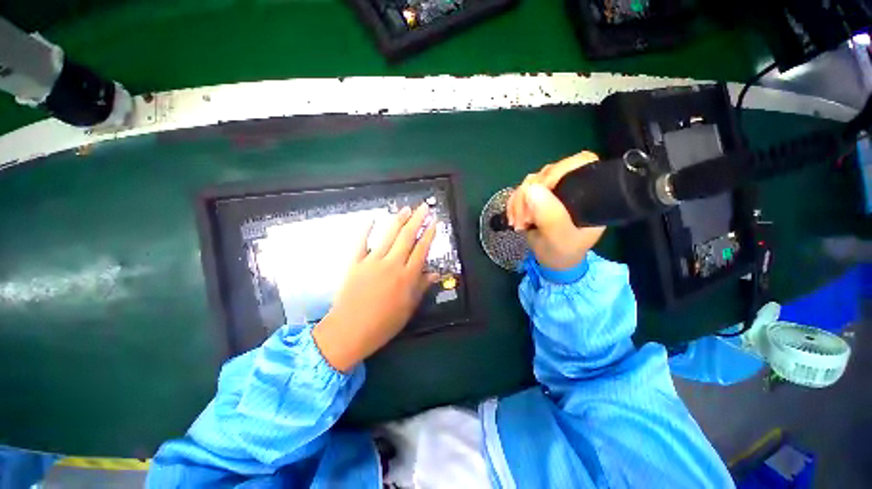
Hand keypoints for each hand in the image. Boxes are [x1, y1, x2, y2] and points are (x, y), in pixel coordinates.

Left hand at [313, 204, 438, 371]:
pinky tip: (372, 219)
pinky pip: (361, 242)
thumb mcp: (408, 308)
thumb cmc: (383, 324)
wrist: (349, 331)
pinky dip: (366, 229)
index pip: (421, 249)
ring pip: (388, 236)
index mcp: (407, 277)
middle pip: (407, 237)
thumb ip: (421, 287)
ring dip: (398, 220)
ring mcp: (372, 262)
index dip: (429, 234)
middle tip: (424, 207)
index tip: (434, 222)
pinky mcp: (355, 263)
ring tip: (406, 208)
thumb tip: (434, 274)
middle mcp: (392, 264)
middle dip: (417, 219)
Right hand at [506, 151, 606, 270]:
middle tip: (524, 219)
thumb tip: (532, 188)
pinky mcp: (538, 196)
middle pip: (548, 172)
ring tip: (518, 224)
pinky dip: (513, 204)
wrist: (551, 260)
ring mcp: (552, 191)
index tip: (540, 191)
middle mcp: (571, 187)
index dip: (559, 170)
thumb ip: (551, 217)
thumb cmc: (563, 252)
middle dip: (530, 194)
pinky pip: (521, 191)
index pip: (580, 163)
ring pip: (530, 182)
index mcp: (589, 194)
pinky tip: (514, 219)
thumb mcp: (560, 239)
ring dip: (518, 202)